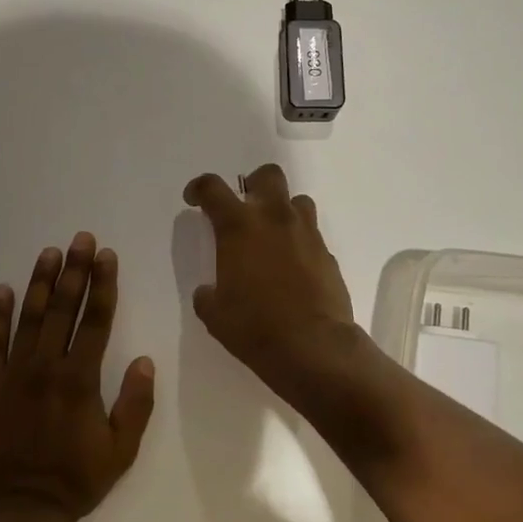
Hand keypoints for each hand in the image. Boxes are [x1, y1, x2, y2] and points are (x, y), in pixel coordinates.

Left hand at [0, 233, 155, 521]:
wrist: (19, 513)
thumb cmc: (75, 482)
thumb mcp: (121, 450)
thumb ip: (135, 404)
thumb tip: (144, 360)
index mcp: (81, 380)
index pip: (97, 320)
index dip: (103, 285)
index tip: (106, 256)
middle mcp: (47, 368)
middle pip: (63, 309)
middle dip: (74, 270)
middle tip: (80, 238)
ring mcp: (14, 375)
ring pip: (29, 318)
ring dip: (40, 283)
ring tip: (49, 253)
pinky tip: (3, 290)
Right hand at [183, 165, 364, 413]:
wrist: (313, 346)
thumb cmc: (254, 327)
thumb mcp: (215, 314)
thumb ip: (207, 294)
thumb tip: (209, 291)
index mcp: (239, 226)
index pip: (212, 188)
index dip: (198, 188)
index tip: (194, 199)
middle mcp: (274, 219)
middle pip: (268, 175)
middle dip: (254, 184)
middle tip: (245, 208)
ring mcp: (306, 233)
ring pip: (297, 200)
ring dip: (283, 210)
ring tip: (273, 236)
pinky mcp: (328, 254)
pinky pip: (312, 235)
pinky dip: (300, 242)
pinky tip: (293, 268)